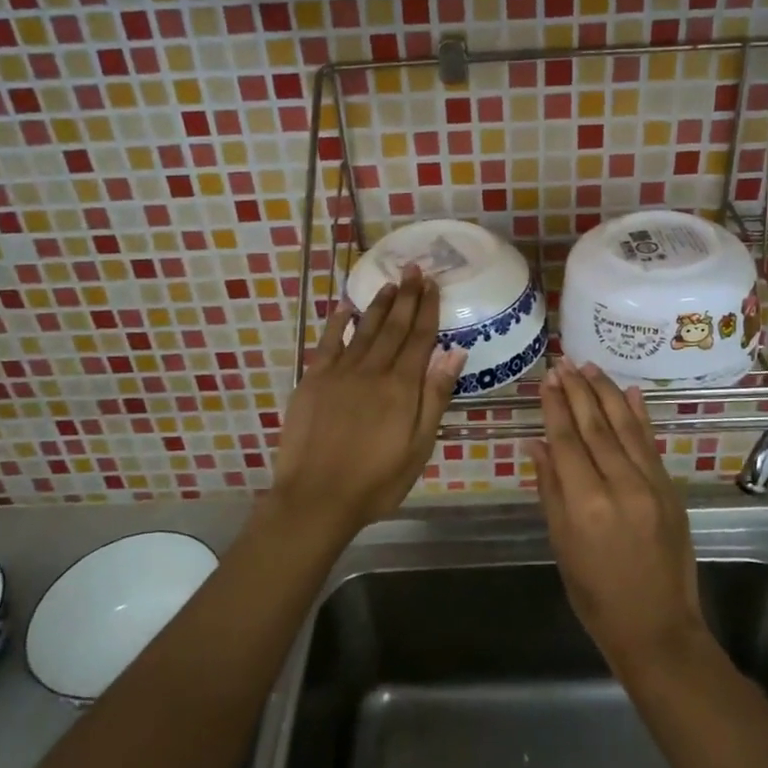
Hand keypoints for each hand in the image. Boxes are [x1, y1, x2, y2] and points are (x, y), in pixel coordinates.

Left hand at [273, 266, 464, 539]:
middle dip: (406, 296)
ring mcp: (339, 372)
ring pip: (364, 328)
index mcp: (401, 386)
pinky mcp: (313, 380)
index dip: (427, 309)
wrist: (317, 498)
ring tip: (390, 283)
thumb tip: (455, 352)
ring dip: (378, 304)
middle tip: (414, 269)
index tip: (433, 284)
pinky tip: (345, 307)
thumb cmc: (377, 480)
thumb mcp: (419, 446)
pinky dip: (338, 322)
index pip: (419, 338)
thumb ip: (435, 396)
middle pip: (393, 326)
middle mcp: (372, 370)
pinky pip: (328, 342)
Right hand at [532, 360, 707, 677]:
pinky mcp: (670, 489)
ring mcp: (651, 485)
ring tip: (590, 367)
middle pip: (595, 426)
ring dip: (606, 393)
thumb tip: (536, 444)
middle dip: (578, 391)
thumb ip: (550, 489)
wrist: (657, 627)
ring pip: (625, 427)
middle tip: (564, 363)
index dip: (555, 407)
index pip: (567, 440)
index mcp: (586, 503)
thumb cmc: (595, 594)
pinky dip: (640, 415)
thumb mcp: (561, 545)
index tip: (547, 379)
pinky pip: (651, 444)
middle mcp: (620, 485)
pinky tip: (630, 392)